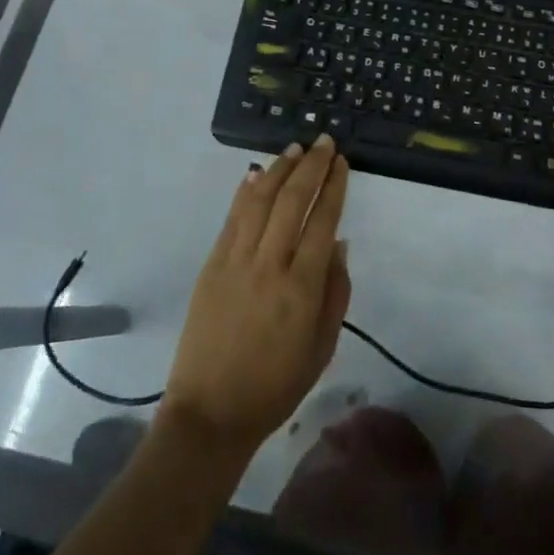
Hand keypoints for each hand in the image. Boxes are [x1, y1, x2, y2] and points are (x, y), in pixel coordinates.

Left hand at [162, 135, 351, 456]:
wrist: (210, 412)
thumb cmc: (276, 385)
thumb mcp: (323, 348)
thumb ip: (335, 292)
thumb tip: (338, 244)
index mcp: (302, 288)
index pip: (323, 221)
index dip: (335, 187)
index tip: (343, 163)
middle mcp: (269, 265)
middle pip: (293, 201)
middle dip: (312, 166)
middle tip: (325, 142)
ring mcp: (235, 261)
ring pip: (260, 201)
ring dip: (279, 169)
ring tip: (295, 148)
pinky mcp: (211, 265)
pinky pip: (232, 218)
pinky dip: (246, 192)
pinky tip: (256, 173)